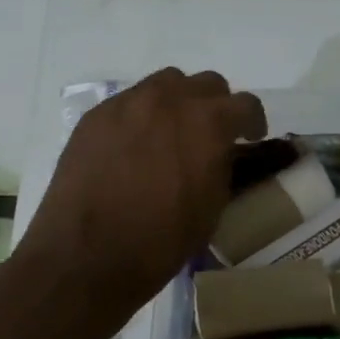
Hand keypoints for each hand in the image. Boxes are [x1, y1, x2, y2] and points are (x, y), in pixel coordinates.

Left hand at [18, 68, 266, 319]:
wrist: (87, 255)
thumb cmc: (159, 242)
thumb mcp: (210, 209)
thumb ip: (221, 167)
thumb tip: (218, 153)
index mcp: (208, 123)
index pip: (245, 104)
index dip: (252, 121)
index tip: (249, 137)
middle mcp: (169, 101)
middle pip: (205, 84)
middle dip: (215, 106)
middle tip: (209, 135)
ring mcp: (128, 103)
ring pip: (164, 84)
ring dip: (176, 102)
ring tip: (169, 133)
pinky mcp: (95, 116)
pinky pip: (128, 102)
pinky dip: (140, 116)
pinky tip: (131, 146)